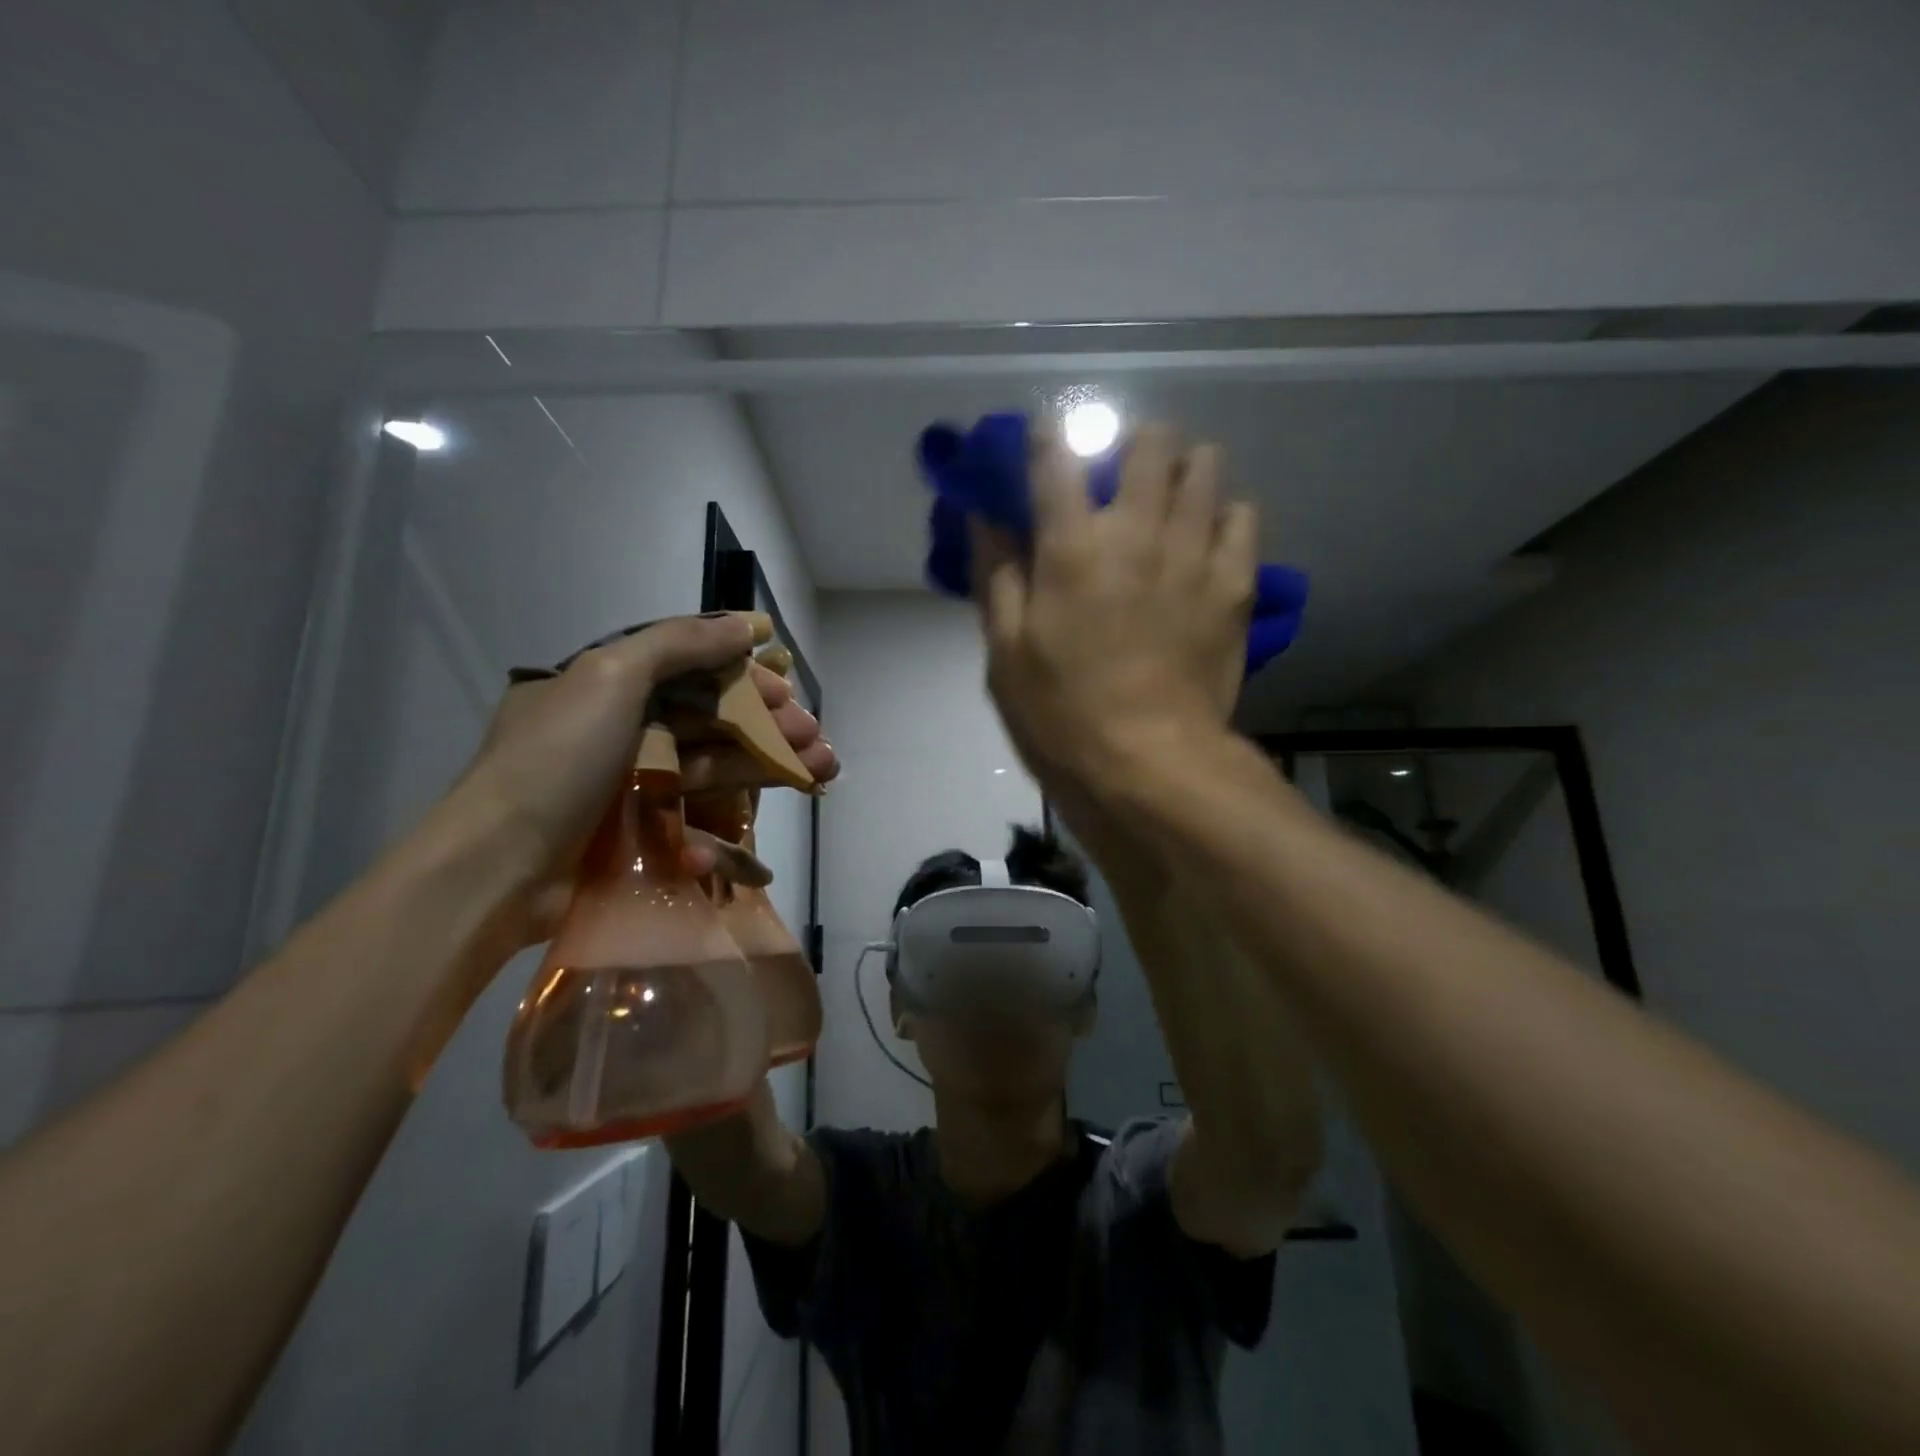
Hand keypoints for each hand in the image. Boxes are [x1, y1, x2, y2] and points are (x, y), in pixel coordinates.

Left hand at [441, 613, 836, 942]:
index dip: (745, 679)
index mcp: (608, 686)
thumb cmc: (557, 759)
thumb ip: (679, 644)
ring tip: (821, 772)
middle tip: (817, 740)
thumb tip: (745, 624)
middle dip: (770, 728)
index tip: (788, 693)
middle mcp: (622, 729)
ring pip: (714, 766)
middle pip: (712, 720)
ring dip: (767, 768)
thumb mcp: (610, 677)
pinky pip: (694, 818)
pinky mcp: (638, 832)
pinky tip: (756, 842)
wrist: (500, 868)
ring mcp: (631, 784)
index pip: (692, 670)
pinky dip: (726, 830)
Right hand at [972, 425, 1256, 797]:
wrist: (1149, 764)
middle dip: (1129, 442)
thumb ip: (996, 576)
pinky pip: (1244, 517)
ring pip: (1205, 466)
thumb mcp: (1005, 653)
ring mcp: (1195, 553)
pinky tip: (1206, 539)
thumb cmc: (1061, 714)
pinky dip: (1224, 515)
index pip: (1056, 456)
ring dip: (1181, 469)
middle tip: (1115, 473)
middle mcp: (1138, 531)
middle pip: (1149, 441)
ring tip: (1166, 500)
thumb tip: (986, 518)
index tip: (1043, 440)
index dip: (1046, 436)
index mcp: (1072, 546)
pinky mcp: (1236, 584)